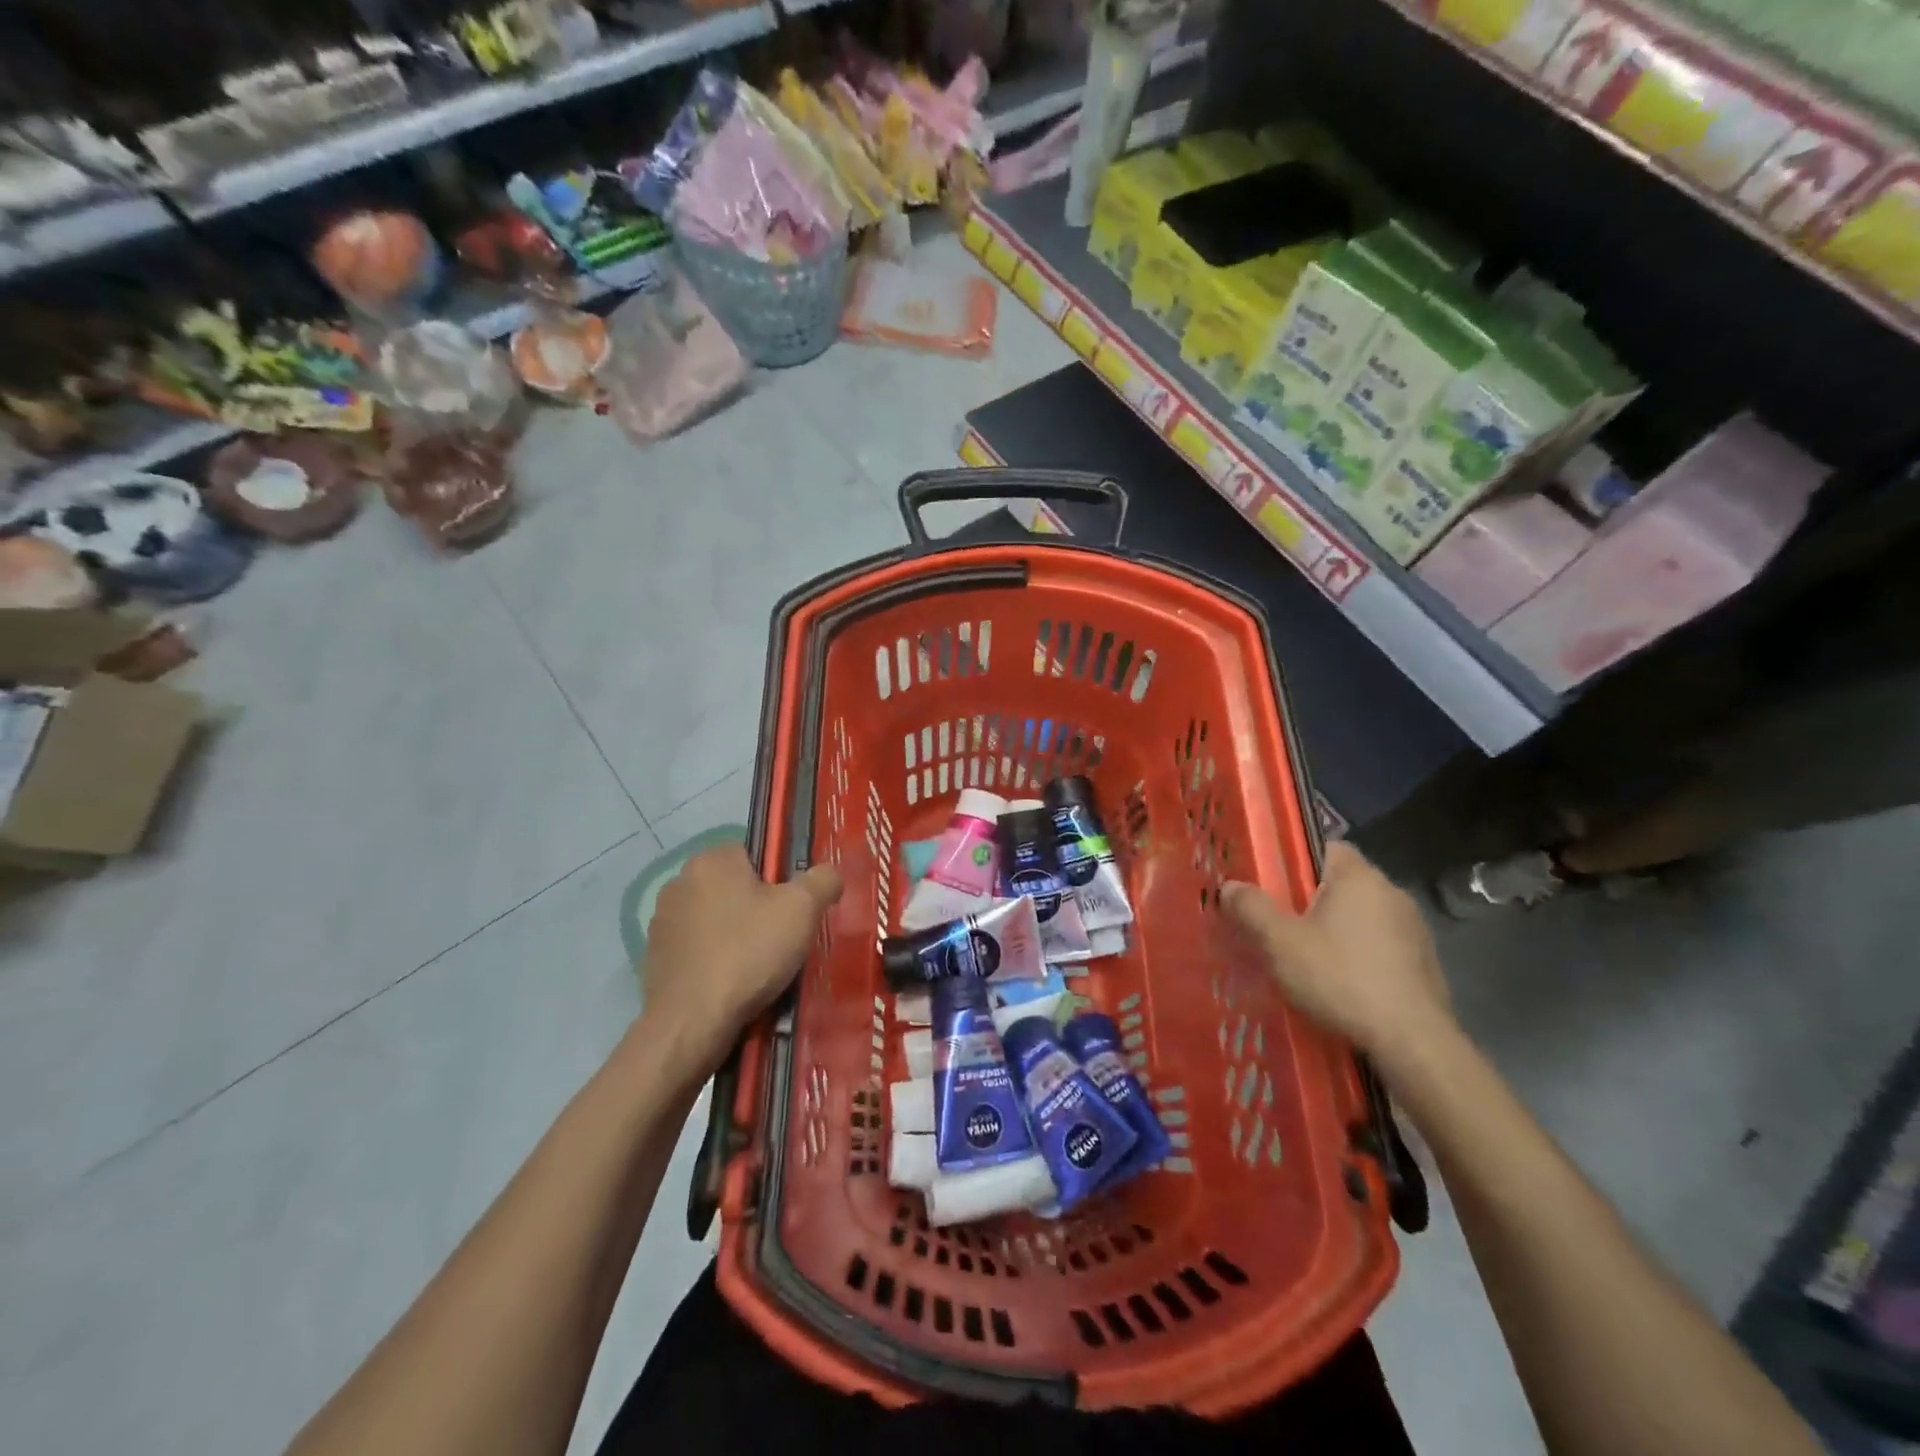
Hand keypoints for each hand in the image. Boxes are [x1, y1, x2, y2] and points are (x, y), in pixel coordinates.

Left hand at [638, 844, 842, 1078]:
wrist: (691, 1024)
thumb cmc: (748, 953)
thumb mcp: (803, 910)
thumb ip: (823, 880)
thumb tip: (829, 875)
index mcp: (712, 860)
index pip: (755, 854)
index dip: (780, 880)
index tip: (793, 910)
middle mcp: (679, 881)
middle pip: (735, 887)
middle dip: (758, 909)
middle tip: (782, 940)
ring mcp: (662, 921)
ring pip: (716, 919)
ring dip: (735, 936)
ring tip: (759, 969)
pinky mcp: (654, 958)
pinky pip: (697, 949)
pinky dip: (715, 961)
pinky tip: (730, 985)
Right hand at [1221, 842, 1451, 1063]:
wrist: (1413, 1042)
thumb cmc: (1341, 978)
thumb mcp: (1280, 943)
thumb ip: (1252, 908)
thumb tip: (1231, 886)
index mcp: (1359, 877)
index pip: (1326, 846)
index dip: (1296, 861)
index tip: (1273, 885)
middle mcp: (1392, 893)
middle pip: (1342, 884)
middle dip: (1312, 901)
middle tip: (1281, 925)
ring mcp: (1414, 930)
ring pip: (1362, 917)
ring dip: (1338, 931)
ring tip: (1308, 959)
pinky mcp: (1424, 964)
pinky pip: (1381, 947)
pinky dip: (1360, 958)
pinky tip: (1341, 985)